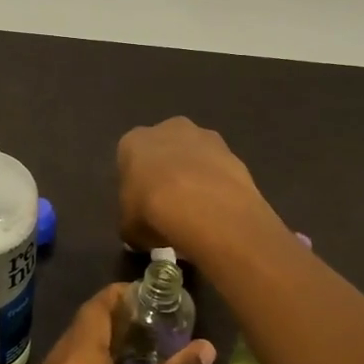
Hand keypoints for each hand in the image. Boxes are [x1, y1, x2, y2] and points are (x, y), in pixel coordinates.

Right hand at [117, 117, 273, 258]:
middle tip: (170, 205)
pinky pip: (220, 170)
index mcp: (134, 141)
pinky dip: (219, 186)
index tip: (142, 206)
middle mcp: (168, 129)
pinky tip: (219, 211)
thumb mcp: (129, 228)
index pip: (130, 159)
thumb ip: (132, 224)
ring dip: (196, 176)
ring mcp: (205, 137)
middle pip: (166, 149)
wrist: (204, 207)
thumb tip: (139, 234)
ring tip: (199, 212)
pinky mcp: (233, 153)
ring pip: (196, 156)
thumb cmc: (152, 210)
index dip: (137, 184)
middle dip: (167, 172)